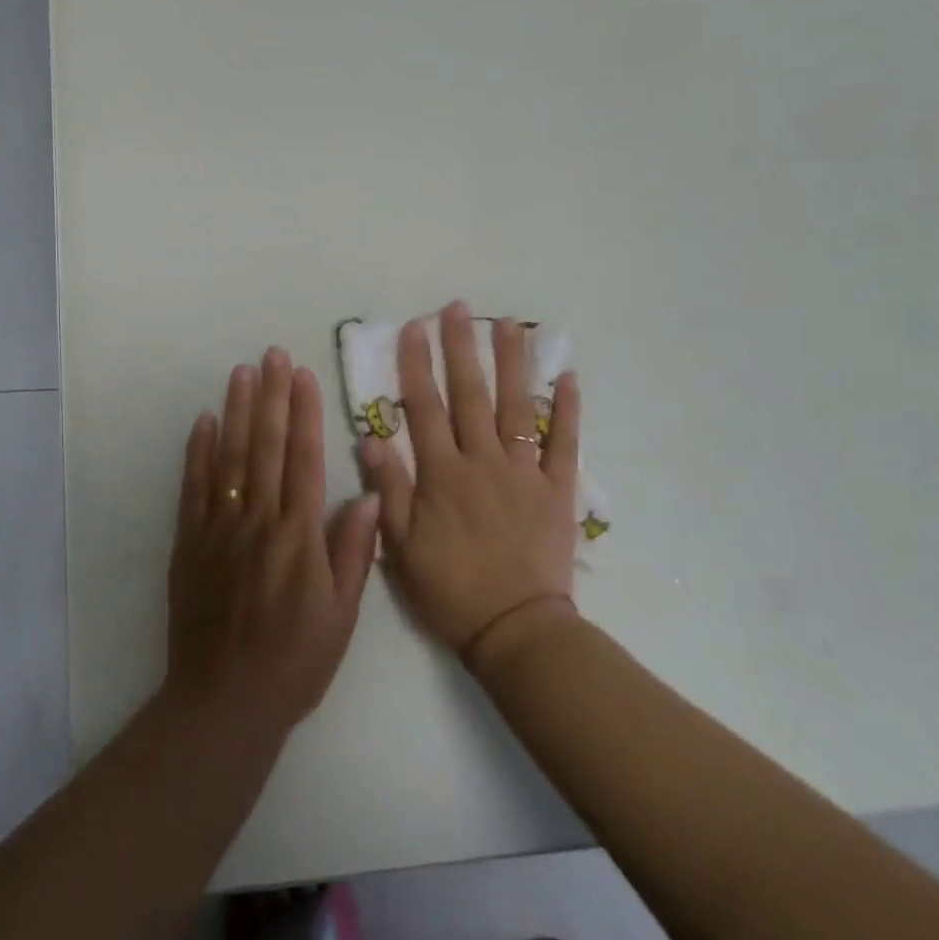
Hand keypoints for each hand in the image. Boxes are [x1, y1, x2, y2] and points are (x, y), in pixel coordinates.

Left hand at [165, 348, 382, 738]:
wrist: (225, 700)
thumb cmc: (295, 661)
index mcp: (299, 536)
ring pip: (228, 457)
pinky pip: (192, 489)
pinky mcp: (188, 544)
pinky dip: (197, 452)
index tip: (304, 375)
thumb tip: (366, 493)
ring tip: (242, 372)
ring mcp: (218, 530)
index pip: (303, 459)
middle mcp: (258, 521)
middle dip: (271, 396)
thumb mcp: (341, 614)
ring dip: (236, 411)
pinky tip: (203, 421)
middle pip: (265, 446)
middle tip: (272, 354)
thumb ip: (353, 551)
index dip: (304, 413)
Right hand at [359, 302, 582, 662]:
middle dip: (461, 348)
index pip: (425, 408)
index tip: (413, 328)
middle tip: (458, 309)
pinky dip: (568, 410)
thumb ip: (388, 489)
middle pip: (470, 395)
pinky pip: (565, 443)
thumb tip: (370, 438)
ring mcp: (524, 472)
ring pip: (517, 407)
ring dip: (512, 363)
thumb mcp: (401, 547)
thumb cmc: (450, 590)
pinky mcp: (557, 490)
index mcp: (442, 475)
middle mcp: (483, 462)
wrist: (515, 630)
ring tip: (509, 324)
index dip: (416, 365)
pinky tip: (567, 376)